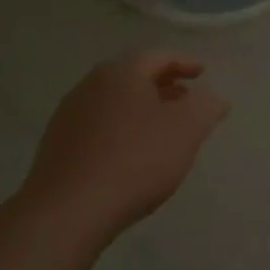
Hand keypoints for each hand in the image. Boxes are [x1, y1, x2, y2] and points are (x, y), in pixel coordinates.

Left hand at [19, 53, 229, 248]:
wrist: (67, 213)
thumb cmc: (135, 160)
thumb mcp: (187, 129)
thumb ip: (206, 106)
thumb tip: (213, 99)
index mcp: (121, 73)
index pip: (158, 56)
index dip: (184, 62)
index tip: (202, 73)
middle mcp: (90, 86)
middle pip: (133, 77)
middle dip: (162, 85)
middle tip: (185, 98)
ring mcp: (68, 117)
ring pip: (114, 103)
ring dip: (141, 109)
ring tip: (162, 129)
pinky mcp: (56, 148)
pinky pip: (98, 127)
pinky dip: (121, 130)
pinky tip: (132, 154)